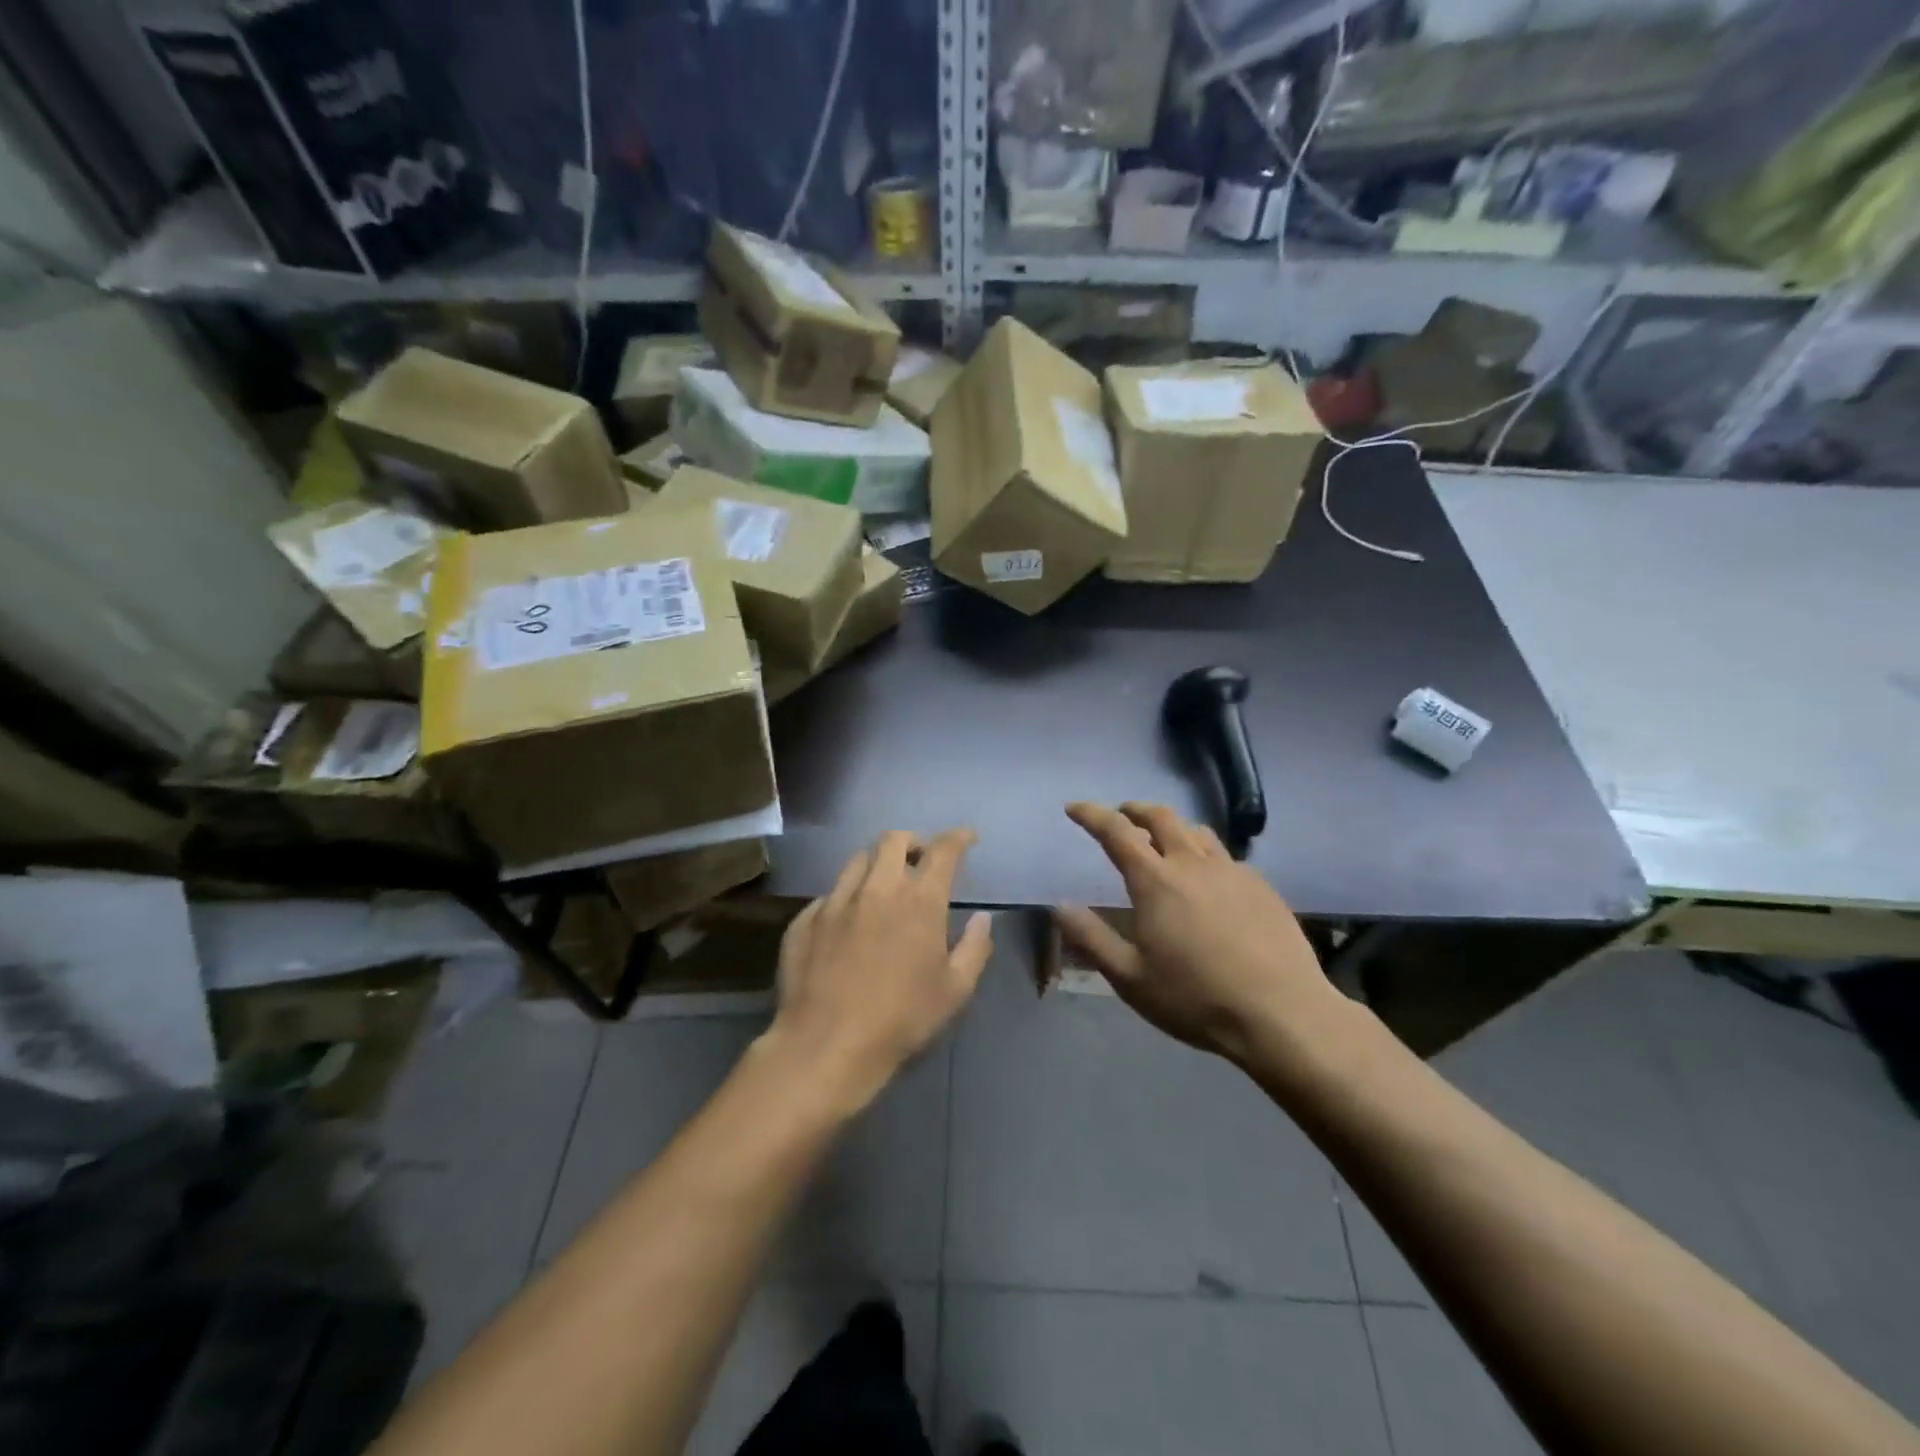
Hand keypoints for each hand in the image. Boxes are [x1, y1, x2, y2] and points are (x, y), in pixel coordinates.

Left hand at [767, 829, 993, 1110]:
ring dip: (877, 864)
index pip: (943, 850)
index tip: (966, 837)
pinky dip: (846, 898)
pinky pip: (829, 894)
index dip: (958, 837)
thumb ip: (974, 948)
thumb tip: (983, 918)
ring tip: (882, 886)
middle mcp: (877, 887)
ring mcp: (836, 901)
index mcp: (919, 899)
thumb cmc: (901, 1019)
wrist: (826, 1045)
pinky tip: (847, 923)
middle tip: (920, 861)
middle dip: (913, 842)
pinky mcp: (805, 920)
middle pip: (894, 839)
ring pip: (857, 860)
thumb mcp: (955, 990)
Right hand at [1056, 803, 1345, 1065]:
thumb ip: (1091, 939)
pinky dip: (1204, 853)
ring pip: (1197, 831)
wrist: (1281, 1014)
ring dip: (1172, 826)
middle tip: (1121, 814)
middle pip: (1161, 816)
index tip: (1074, 807)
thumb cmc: (1195, 998)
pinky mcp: (1262, 887)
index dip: (1092, 814)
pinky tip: (1208, 879)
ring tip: (1163, 840)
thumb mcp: (1130, 978)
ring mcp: (1232, 872)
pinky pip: (1225, 856)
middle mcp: (1193, 864)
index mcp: (1156, 881)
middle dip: (1135, 809)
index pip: (1116, 831)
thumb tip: (1059, 907)